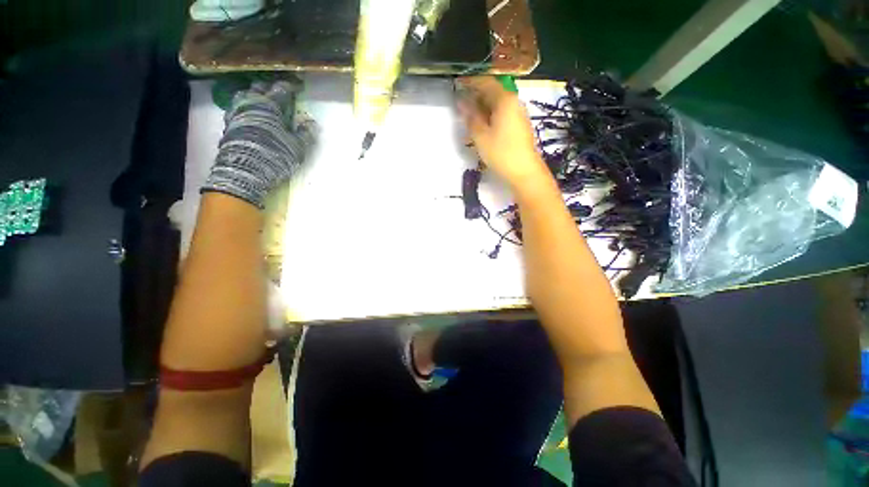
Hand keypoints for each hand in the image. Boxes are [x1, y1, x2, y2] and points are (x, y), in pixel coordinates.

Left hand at [203, 81, 315, 208]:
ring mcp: (236, 113)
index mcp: (269, 106)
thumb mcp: (297, 147)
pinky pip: (236, 108)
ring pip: (243, 95)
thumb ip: (305, 133)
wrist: (244, 170)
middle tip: (278, 90)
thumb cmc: (275, 155)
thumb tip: (312, 123)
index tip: (297, 86)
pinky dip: (244, 107)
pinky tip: (248, 114)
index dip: (290, 86)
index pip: (281, 89)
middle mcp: (250, 104)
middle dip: (269, 87)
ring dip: (252, 94)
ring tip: (259, 99)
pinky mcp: (228, 125)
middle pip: (259, 87)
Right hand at [457, 76, 547, 187]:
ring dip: (482, 109)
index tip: (457, 84)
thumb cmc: (501, 153)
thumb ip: (470, 117)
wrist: (524, 172)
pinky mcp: (519, 126)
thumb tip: (461, 102)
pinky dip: (490, 118)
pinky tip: (482, 128)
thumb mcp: (481, 136)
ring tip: (469, 119)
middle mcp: (514, 103)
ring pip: (497, 105)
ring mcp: (518, 115)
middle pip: (493, 93)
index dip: (471, 82)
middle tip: (461, 104)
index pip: (486, 82)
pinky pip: (502, 115)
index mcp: (505, 100)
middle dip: (476, 96)